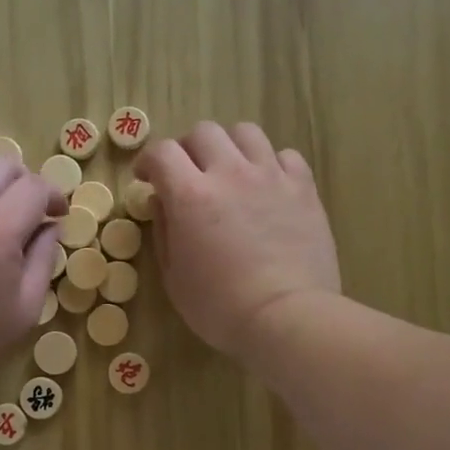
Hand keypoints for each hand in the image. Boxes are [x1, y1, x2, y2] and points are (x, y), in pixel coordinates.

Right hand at [136, 121, 340, 357]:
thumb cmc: (219, 306)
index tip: (146, 178)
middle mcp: (229, 173)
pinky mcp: (303, 188)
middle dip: (187, 149)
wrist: (285, 317)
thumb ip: (164, 231)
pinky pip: (285, 155)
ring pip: (246, 132)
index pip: (161, 152)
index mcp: (190, 195)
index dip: (148, 161)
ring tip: (229, 171)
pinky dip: (270, 163)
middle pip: (203, 132)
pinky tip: (267, 185)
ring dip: (229, 147)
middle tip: (187, 174)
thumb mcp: (174, 277)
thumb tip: (162, 201)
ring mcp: (270, 176)